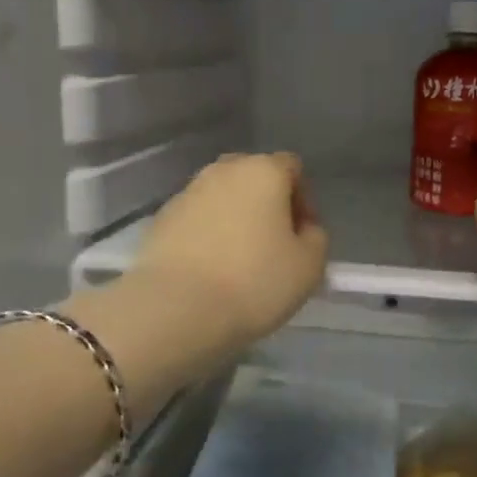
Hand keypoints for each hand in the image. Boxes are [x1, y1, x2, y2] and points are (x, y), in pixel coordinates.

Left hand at [133, 153, 329, 345]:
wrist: (177, 308)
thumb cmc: (254, 282)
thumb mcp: (309, 265)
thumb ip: (315, 237)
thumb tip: (302, 229)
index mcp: (263, 171)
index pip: (292, 168)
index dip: (304, 200)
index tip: (303, 236)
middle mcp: (223, 170)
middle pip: (254, 178)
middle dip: (267, 204)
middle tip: (273, 245)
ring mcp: (187, 193)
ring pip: (222, 198)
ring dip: (234, 219)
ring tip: (239, 261)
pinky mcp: (161, 219)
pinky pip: (195, 219)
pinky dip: (206, 235)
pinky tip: (209, 269)